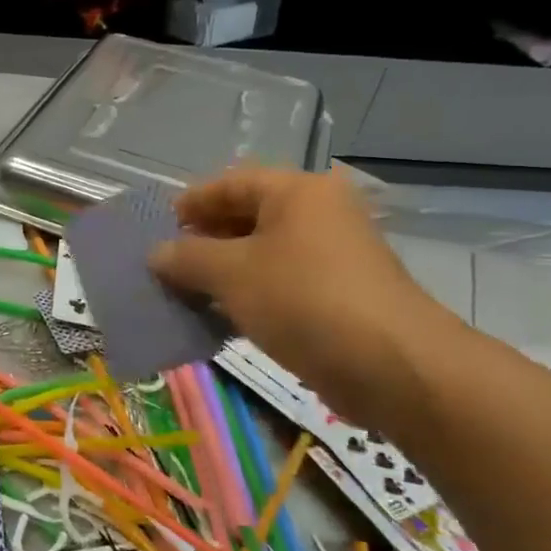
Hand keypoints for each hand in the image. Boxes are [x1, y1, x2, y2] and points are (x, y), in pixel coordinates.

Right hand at [148, 166, 461, 425]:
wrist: (393, 367)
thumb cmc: (303, 300)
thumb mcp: (231, 273)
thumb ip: (187, 258)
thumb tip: (156, 253)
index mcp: (297, 192)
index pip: (231, 183)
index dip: (191, 203)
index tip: (158, 227)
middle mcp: (319, 214)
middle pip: (248, 217)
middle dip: (204, 240)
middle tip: (168, 264)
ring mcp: (332, 256)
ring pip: (263, 254)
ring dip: (223, 272)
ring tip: (185, 293)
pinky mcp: (338, 295)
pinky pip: (281, 284)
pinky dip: (249, 295)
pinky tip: (220, 319)